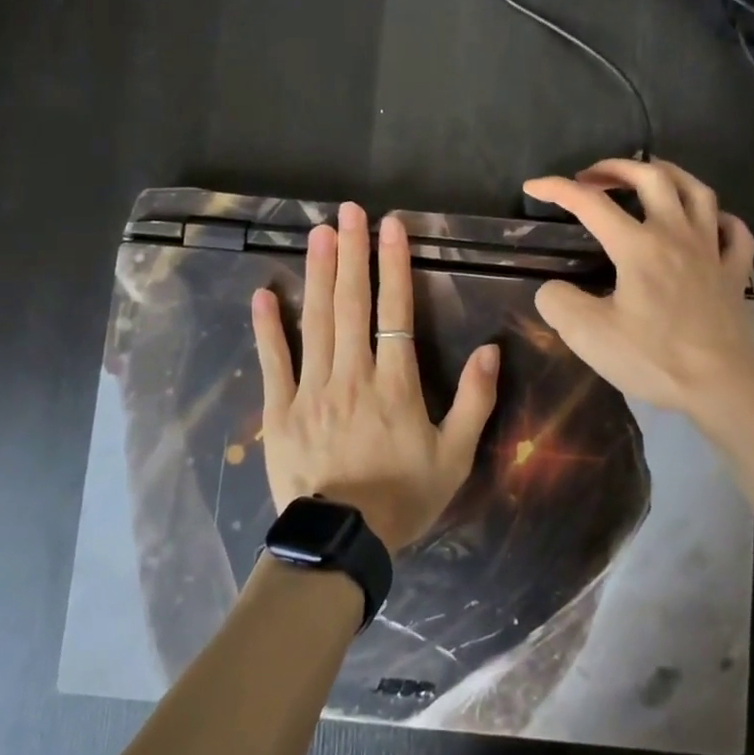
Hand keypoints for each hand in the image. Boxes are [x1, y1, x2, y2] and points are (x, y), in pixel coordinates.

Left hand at [251, 202, 500, 551]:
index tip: (391, 226)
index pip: (396, 311)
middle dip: (352, 253)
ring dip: (318, 275)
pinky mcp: (280, 411)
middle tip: (347, 211)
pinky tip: (263, 294)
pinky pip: (274, 362)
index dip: (394, 265)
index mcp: (395, 384)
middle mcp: (352, 376)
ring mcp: (312, 391)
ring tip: (317, 234)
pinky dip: (267, 328)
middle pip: (352, 305)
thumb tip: (490, 349)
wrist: (343, 543)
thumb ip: (475, 401)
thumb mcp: (455, 456)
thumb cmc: (404, 498)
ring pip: (315, 322)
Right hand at [523, 159, 753, 415]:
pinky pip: (734, 232)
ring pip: (697, 192)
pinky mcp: (735, 273)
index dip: (557, 189)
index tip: (533, 188)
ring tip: (649, 177)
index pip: (590, 203)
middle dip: (616, 168)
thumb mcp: (588, 336)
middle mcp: (676, 235)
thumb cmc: (653, 358)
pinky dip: (719, 218)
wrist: (722, 386)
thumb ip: (559, 303)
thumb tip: (553, 289)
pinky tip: (708, 222)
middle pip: (652, 178)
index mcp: (637, 247)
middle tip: (592, 176)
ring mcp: (712, 251)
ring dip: (669, 175)